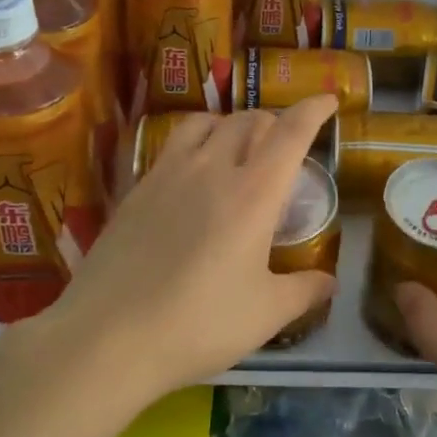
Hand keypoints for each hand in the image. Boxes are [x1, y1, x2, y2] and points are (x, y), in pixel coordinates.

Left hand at [42, 95, 339, 400]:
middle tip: (285, 146)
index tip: (328, 100)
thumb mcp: (264, 315)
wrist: (107, 336)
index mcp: (254, 193)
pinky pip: (175, 143)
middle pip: (249, 120)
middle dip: (275, 123)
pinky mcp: (138, 187)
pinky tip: (194, 172)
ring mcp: (170, 173)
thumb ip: (303, 291)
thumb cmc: (198, 324)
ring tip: (238, 146)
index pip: (290, 132)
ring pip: (208, 122)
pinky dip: (198, 140)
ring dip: (233, 124)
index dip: (313, 109)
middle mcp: (213, 168)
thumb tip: (329, 282)